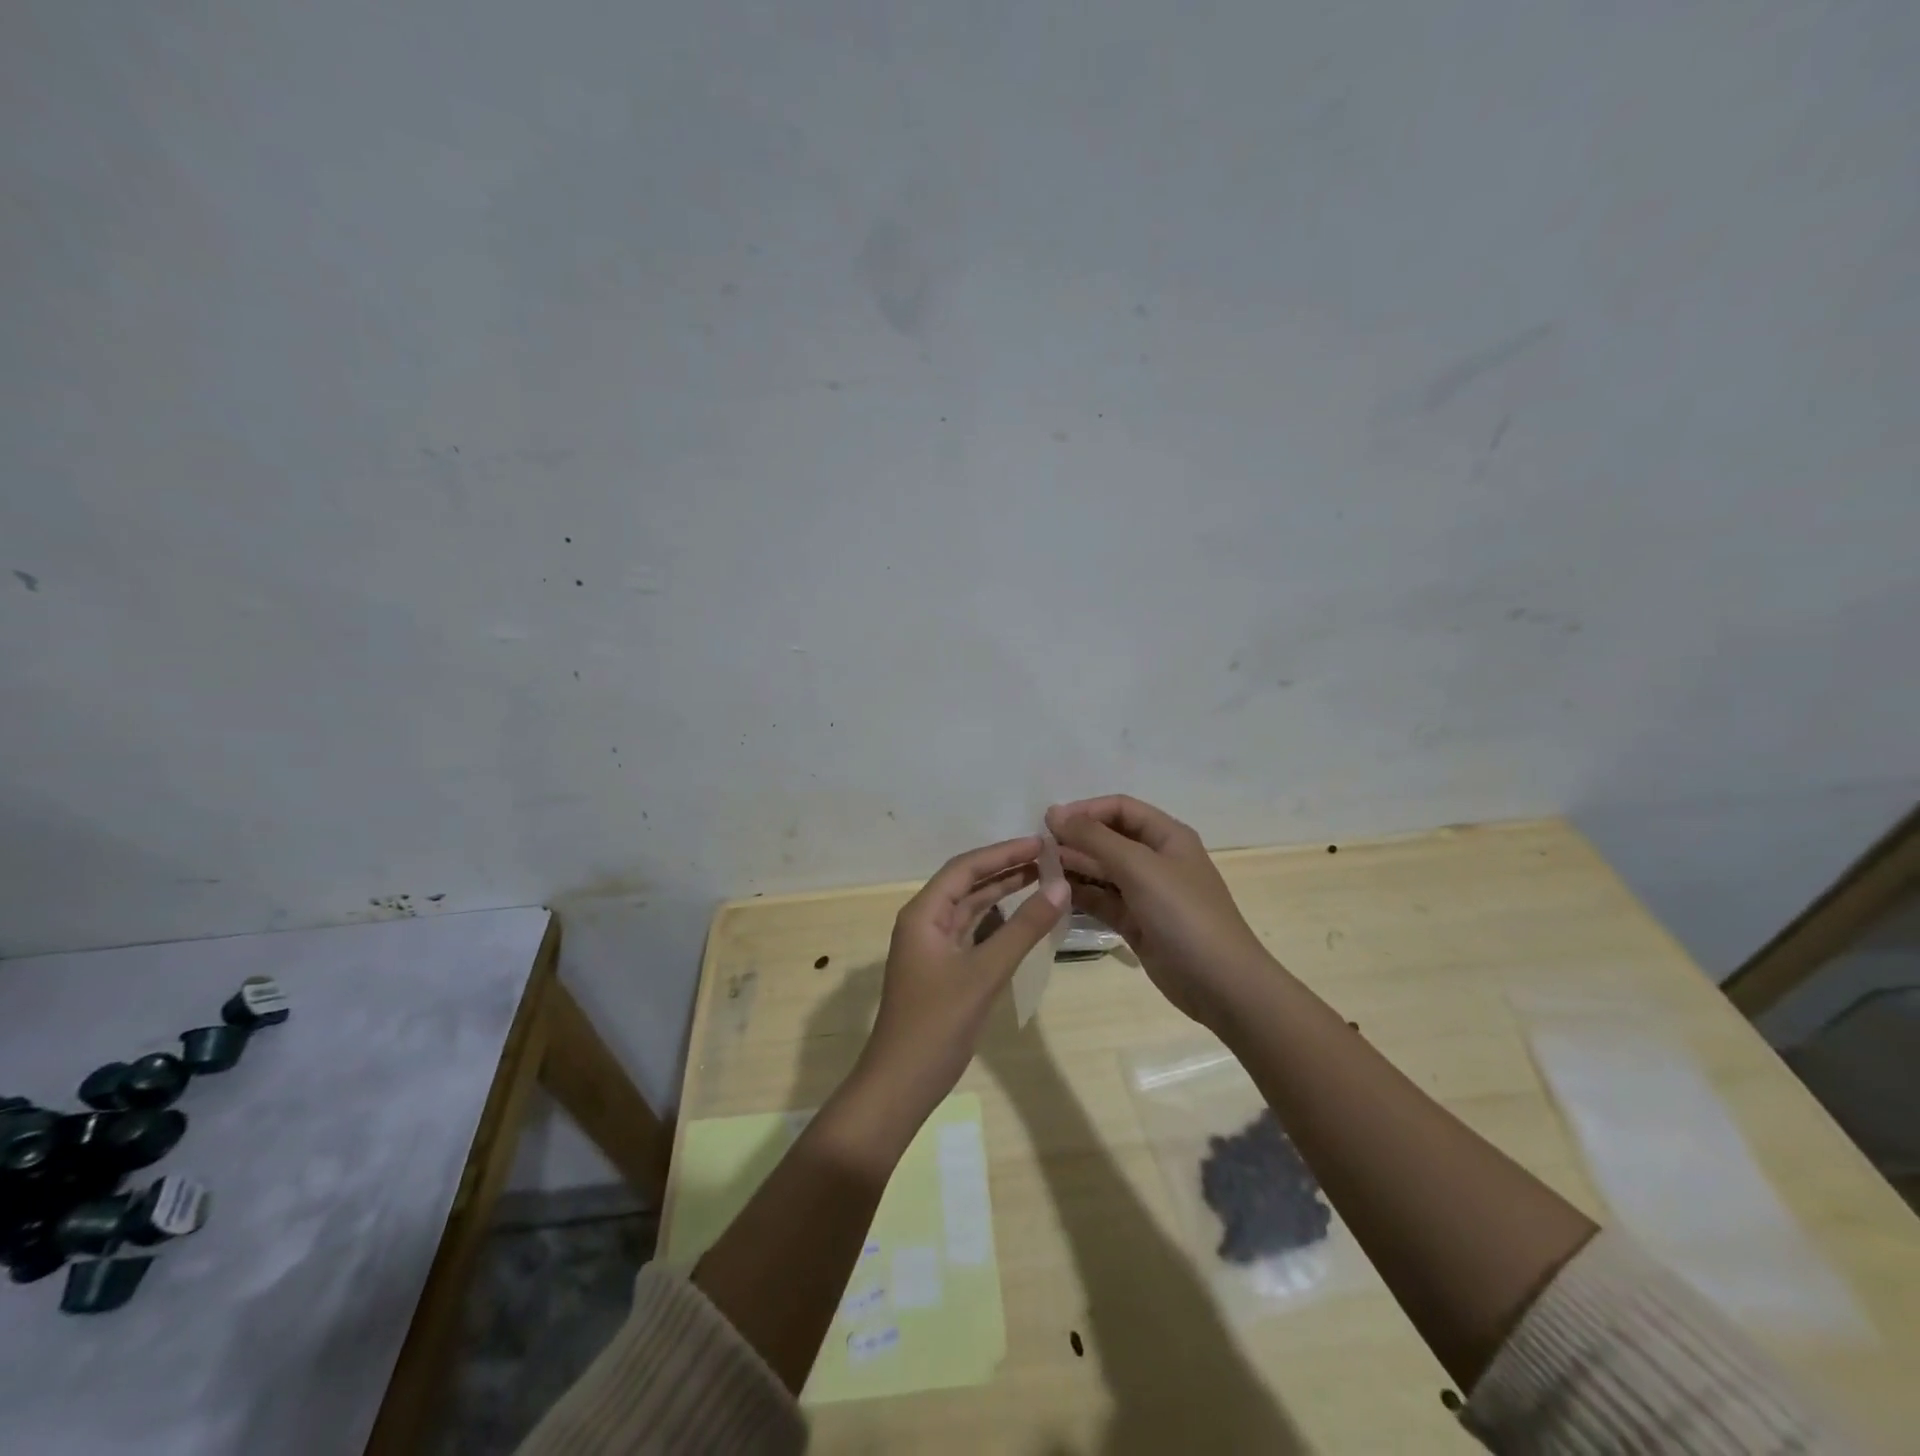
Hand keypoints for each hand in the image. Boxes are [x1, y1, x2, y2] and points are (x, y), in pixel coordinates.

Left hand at [857, 836, 1067, 1116]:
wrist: (901, 1083)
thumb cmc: (938, 1023)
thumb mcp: (985, 973)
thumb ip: (1023, 929)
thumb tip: (1060, 887)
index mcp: (923, 913)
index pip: (965, 868)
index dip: (1003, 852)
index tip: (1040, 842)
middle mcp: (925, 922)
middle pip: (967, 883)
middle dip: (1005, 868)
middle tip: (1048, 858)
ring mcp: (932, 947)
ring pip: (971, 908)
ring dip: (1002, 893)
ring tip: (1042, 879)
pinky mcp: (943, 969)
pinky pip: (972, 932)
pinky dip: (998, 922)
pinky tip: (1022, 918)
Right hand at [1047, 795, 1272, 1028]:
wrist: (1221, 984)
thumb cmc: (1183, 914)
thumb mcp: (1139, 867)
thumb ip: (1094, 838)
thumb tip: (1054, 812)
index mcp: (1166, 836)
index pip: (1119, 809)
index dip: (1085, 810)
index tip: (1049, 823)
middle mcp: (1156, 859)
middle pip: (1108, 838)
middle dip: (1075, 841)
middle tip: (1038, 853)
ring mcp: (1146, 893)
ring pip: (1102, 871)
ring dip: (1074, 868)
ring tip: (1041, 873)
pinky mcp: (1136, 922)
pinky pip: (1102, 900)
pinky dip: (1081, 896)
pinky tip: (1055, 896)